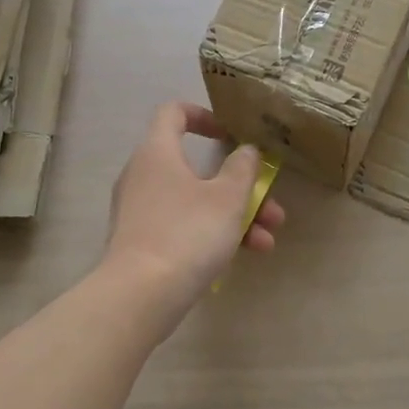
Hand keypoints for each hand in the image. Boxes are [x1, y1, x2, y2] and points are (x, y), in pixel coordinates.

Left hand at [105, 102, 284, 308]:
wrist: (139, 295)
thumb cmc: (187, 233)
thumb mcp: (228, 198)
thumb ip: (243, 169)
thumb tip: (246, 150)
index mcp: (157, 152)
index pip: (173, 113)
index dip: (203, 115)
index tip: (230, 134)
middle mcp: (143, 175)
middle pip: (196, 167)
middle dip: (239, 186)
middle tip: (270, 204)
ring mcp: (141, 211)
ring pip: (195, 202)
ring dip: (234, 216)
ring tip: (268, 240)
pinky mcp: (142, 242)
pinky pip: (183, 226)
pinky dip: (212, 234)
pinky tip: (245, 255)